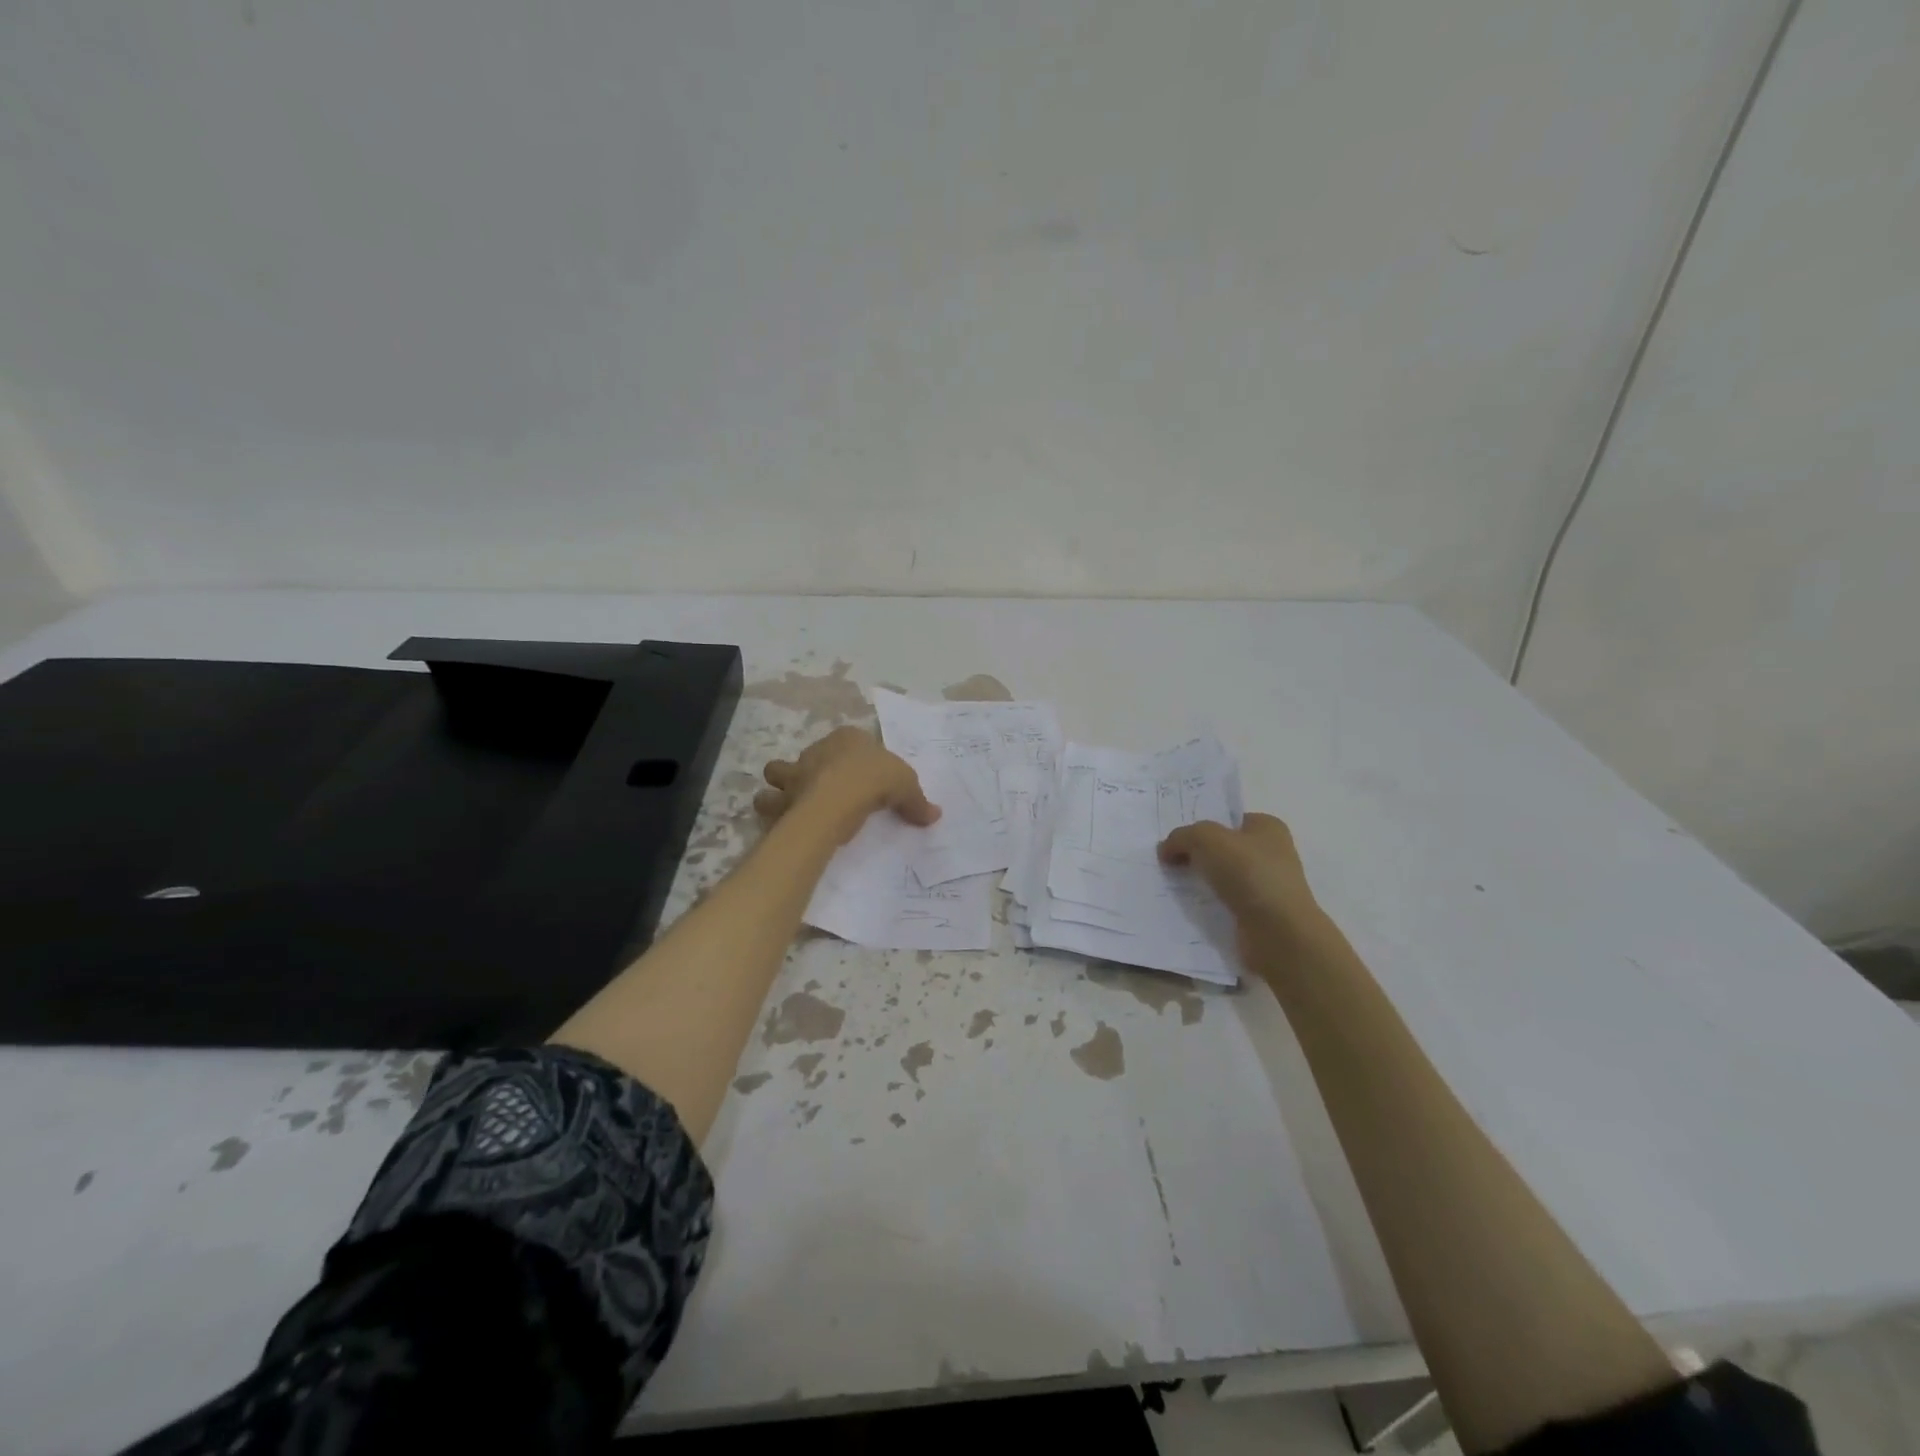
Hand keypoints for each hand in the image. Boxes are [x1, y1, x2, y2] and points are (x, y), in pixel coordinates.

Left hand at [754, 727, 940, 841]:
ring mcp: (794, 772)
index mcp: (847, 738)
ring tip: (791, 802)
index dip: (856, 756)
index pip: (851, 740)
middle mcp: (816, 750)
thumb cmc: (873, 780)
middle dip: (813, 768)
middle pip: (812, 754)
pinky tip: (784, 822)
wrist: (838, 798)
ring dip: (781, 786)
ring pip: (777, 772)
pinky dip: (774, 811)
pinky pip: (770, 802)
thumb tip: (934, 815)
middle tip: (827, 788)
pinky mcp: (782, 797)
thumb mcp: (907, 786)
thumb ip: (917, 800)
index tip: (865, 776)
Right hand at [1158, 813, 1323, 939]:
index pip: (1227, 821)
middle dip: (1195, 855)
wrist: (1278, 933)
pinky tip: (1187, 909)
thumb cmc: (1249, 874)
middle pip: (1222, 849)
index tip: (1174, 840)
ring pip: (1221, 878)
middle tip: (1167, 862)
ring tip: (1171, 885)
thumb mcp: (1206, 839)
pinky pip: (1224, 903)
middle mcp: (1271, 854)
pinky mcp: (1258, 915)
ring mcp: (1266, 886)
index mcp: (1268, 828)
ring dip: (1199, 882)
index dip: (1200, 826)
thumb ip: (1181, 837)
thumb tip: (1166, 850)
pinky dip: (1207, 905)